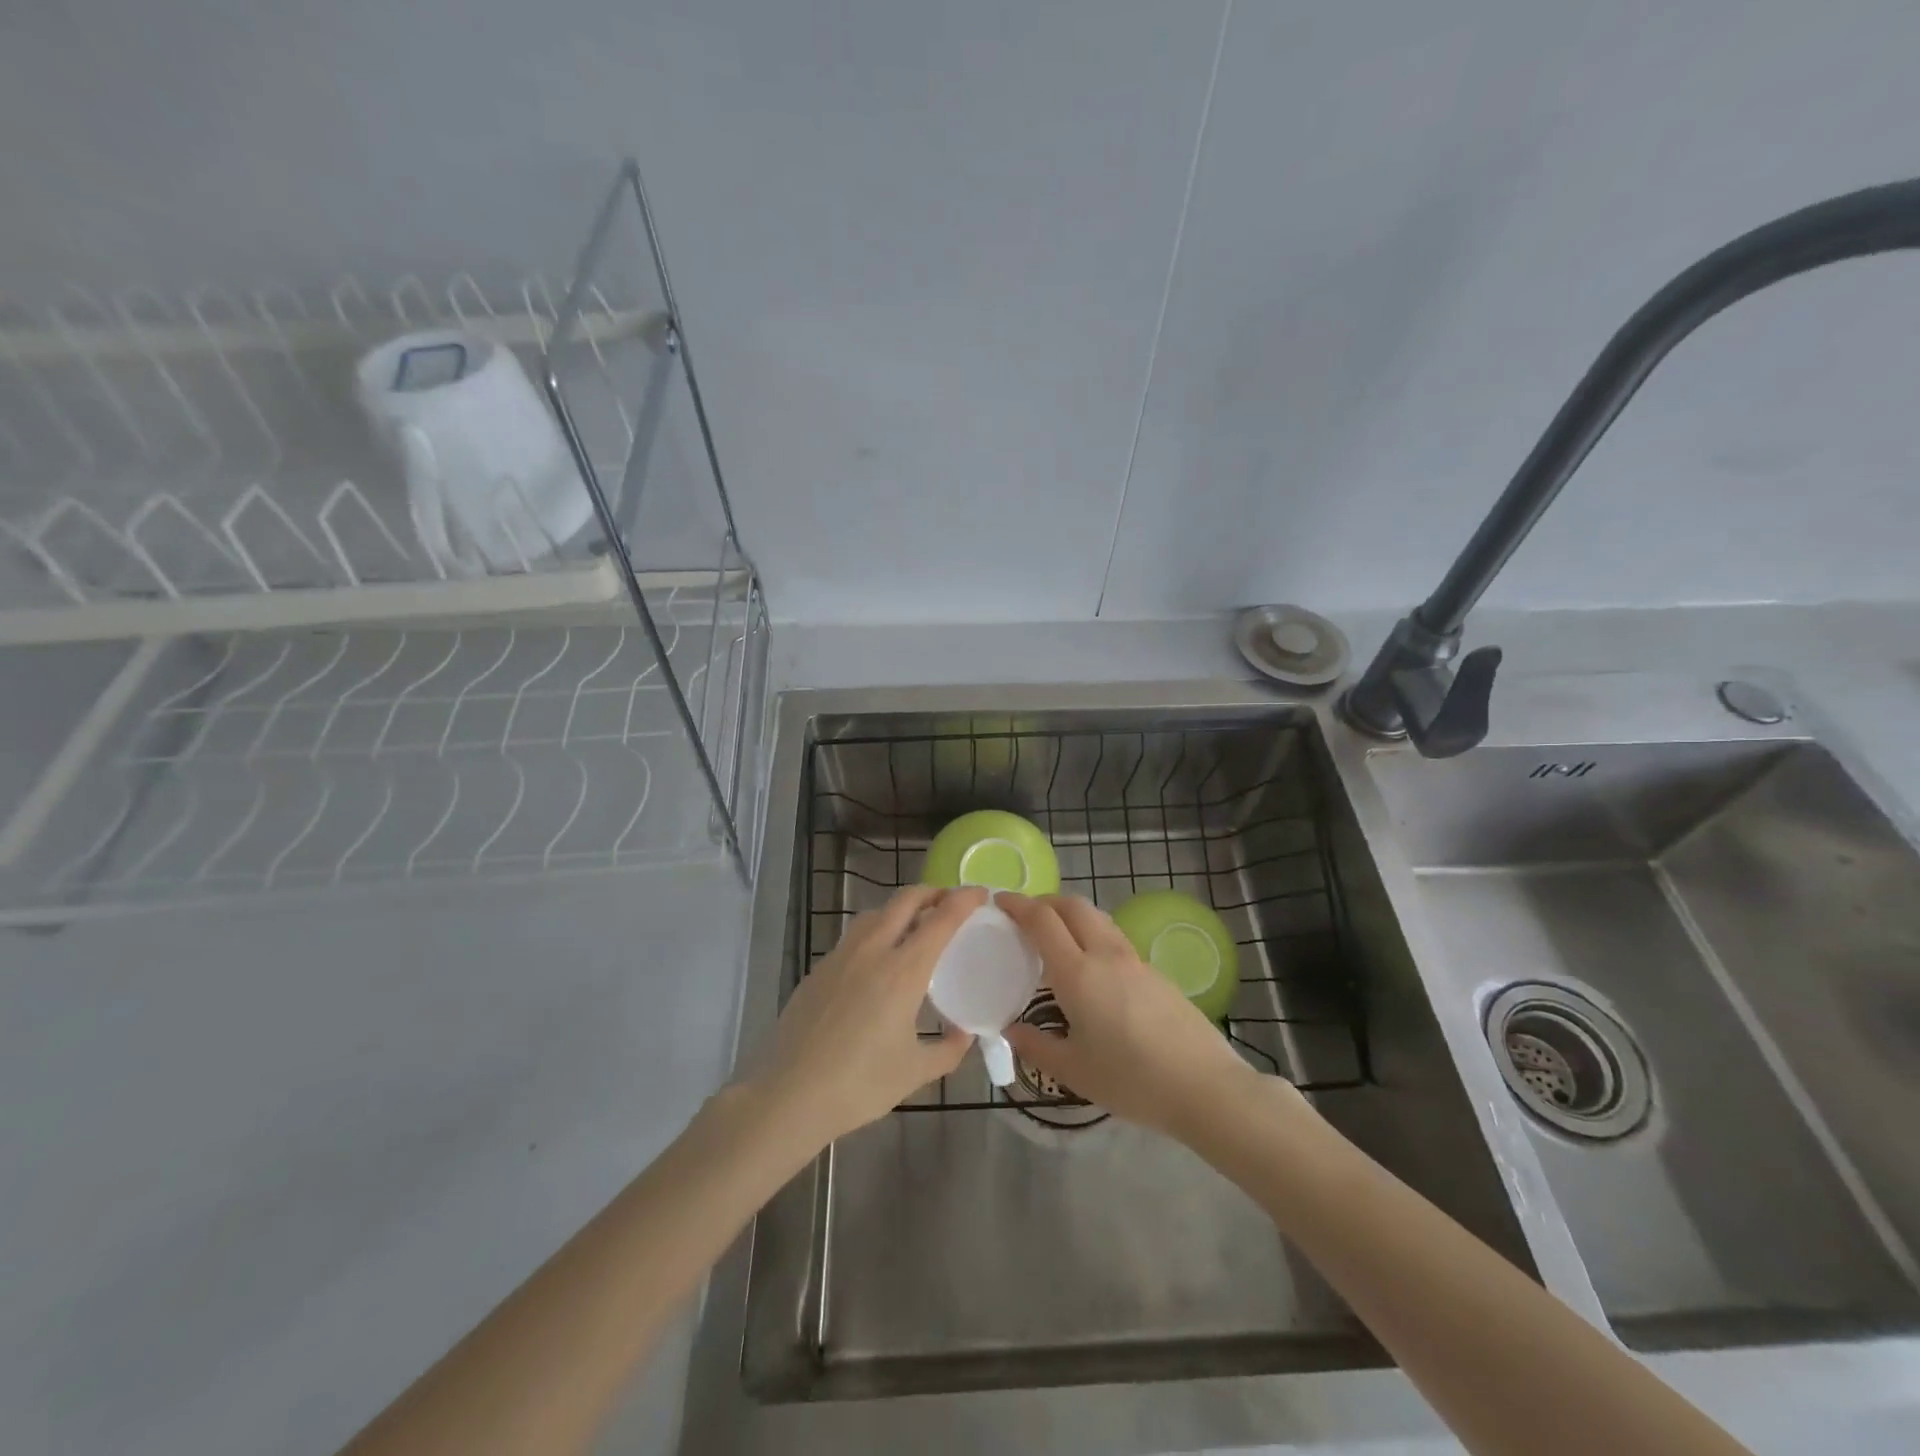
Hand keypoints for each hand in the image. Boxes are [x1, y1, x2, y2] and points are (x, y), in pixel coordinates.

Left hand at [748, 884, 984, 1148]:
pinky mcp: (819, 969)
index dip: (964, 900)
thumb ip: (948, 1049)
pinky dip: (876, 931)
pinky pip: (854, 936)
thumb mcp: (915, 1072)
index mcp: (902, 971)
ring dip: (901, 909)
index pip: (940, 919)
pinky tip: (878, 960)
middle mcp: (872, 951)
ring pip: (875, 913)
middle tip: (950, 902)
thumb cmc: (859, 1085)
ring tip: (915, 927)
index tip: (980, 894)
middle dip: (932, 892)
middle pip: (905, 900)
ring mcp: (840, 956)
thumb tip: (965, 1033)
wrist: (789, 1096)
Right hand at [1001, 892, 1258, 1140]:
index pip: (1042, 920)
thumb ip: (1036, 1046)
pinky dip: (1092, 937)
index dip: (1018, 905)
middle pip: (1073, 905)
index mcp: (1078, 973)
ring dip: (1071, 916)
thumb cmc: (1132, 1081)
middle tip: (1024, 917)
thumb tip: (1011, 1030)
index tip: (999, 902)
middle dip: (1045, 902)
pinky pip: (1115, 940)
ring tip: (1056, 940)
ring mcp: (1135, 961)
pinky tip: (1091, 971)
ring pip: (1097, 919)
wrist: (1206, 1087)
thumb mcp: (1074, 1071)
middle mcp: (1106, 955)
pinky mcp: (1156, 973)